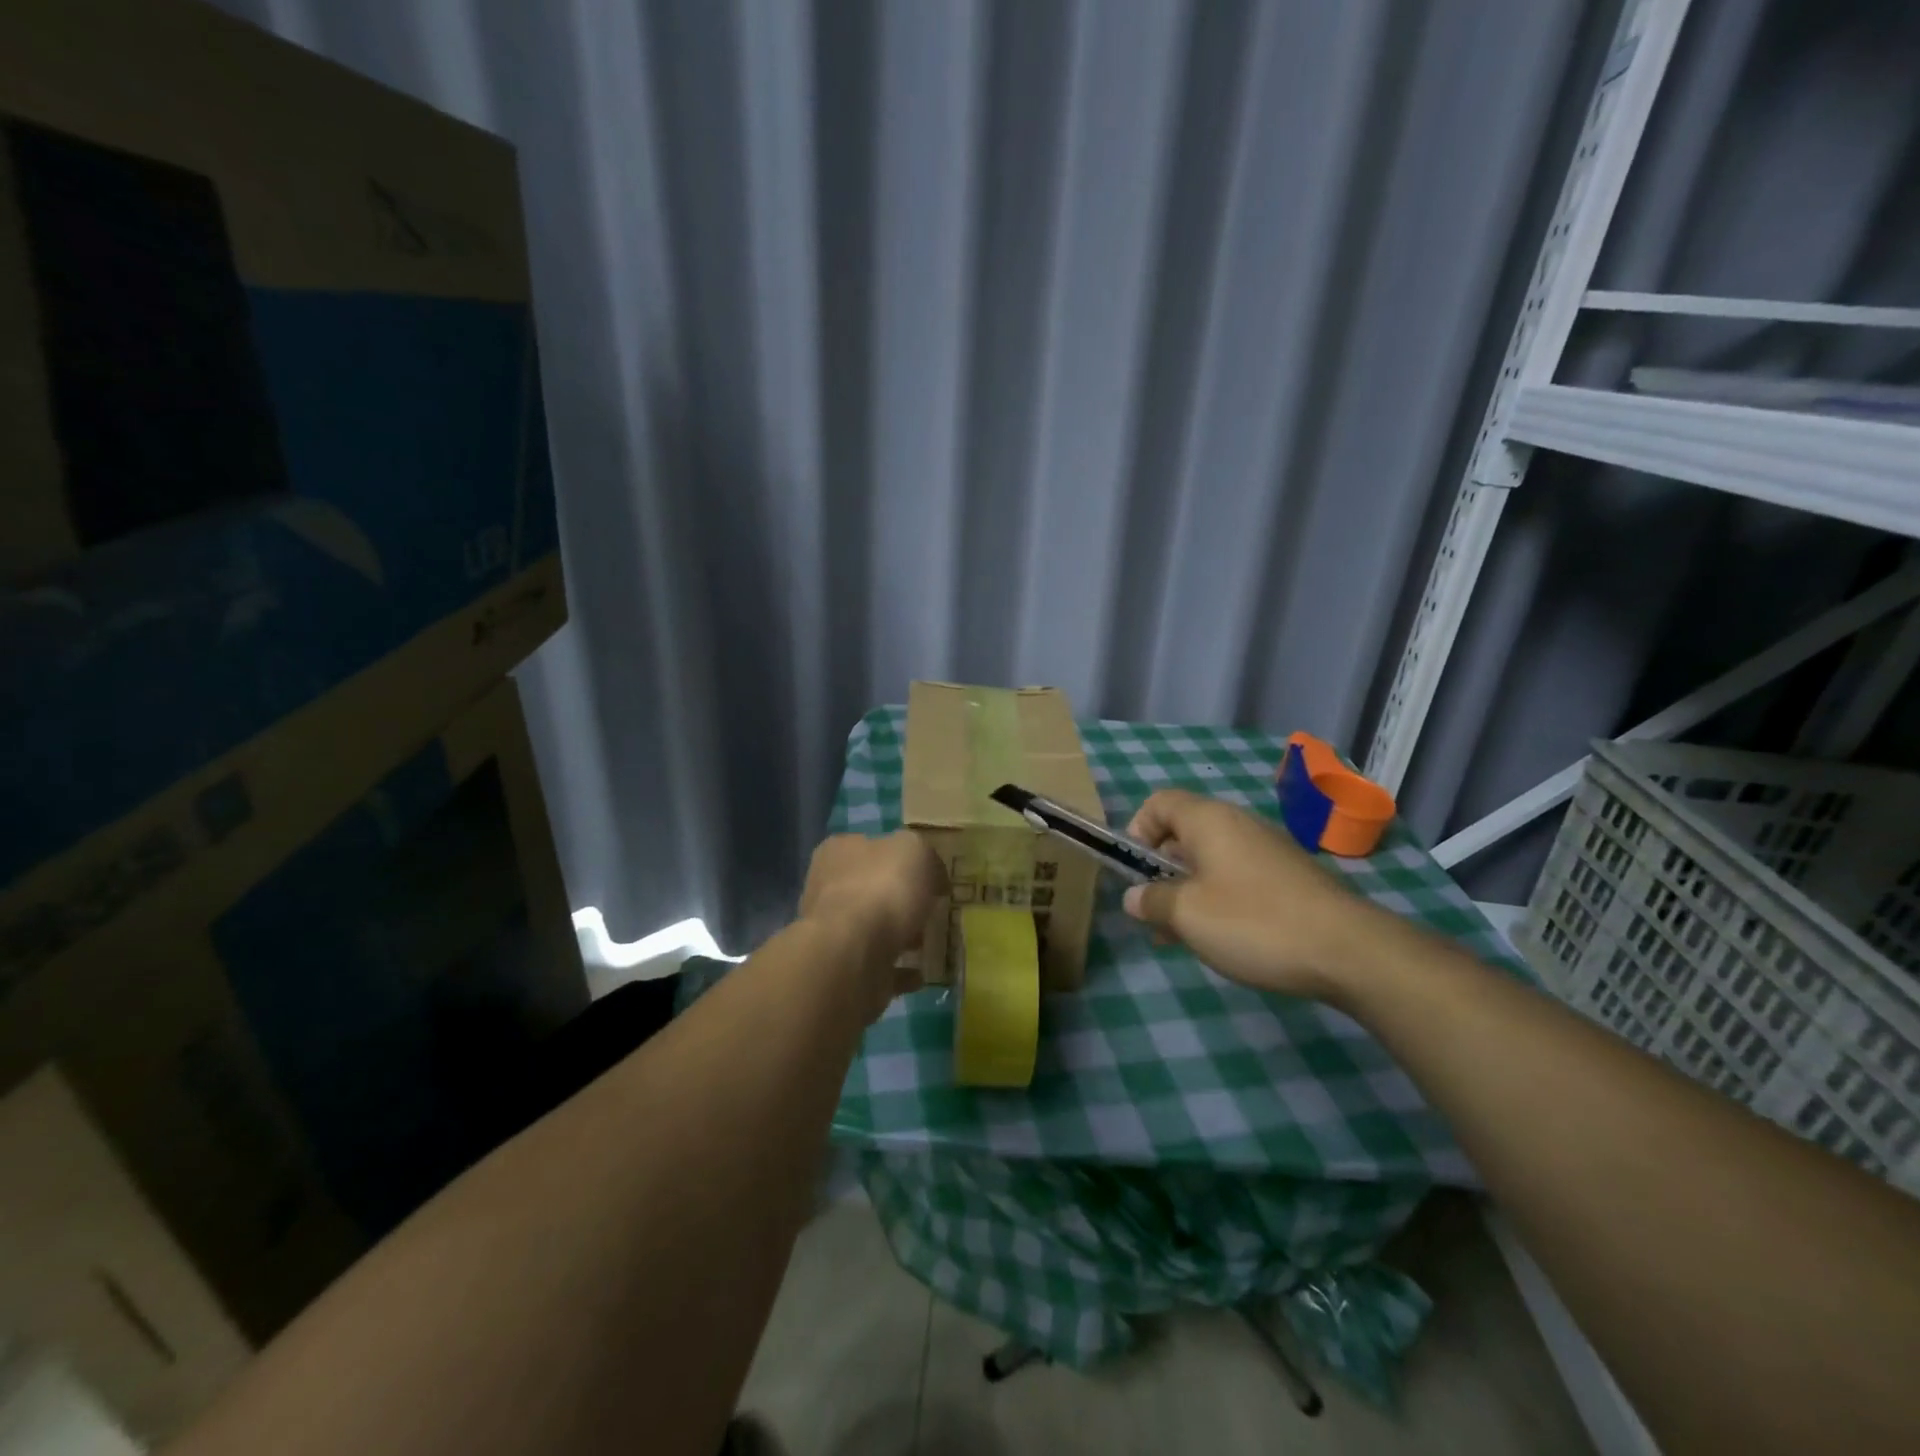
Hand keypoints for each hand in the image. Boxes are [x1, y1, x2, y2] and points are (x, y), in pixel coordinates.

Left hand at [799, 831, 944, 1017]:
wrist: (852, 954)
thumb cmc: (882, 889)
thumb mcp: (915, 851)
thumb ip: (925, 855)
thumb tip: (931, 873)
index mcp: (839, 851)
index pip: (870, 846)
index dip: (900, 856)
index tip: (928, 873)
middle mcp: (828, 887)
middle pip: (870, 888)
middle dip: (900, 899)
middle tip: (931, 908)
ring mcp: (833, 931)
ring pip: (873, 928)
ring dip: (900, 935)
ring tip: (928, 943)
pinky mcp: (843, 968)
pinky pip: (878, 966)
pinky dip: (899, 970)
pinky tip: (920, 973)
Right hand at [1121, 789, 1387, 999]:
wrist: (1348, 950)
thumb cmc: (1253, 922)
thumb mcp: (1187, 914)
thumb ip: (1152, 901)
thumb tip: (1134, 897)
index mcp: (1208, 820)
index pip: (1159, 802)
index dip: (1137, 830)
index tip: (1134, 871)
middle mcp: (1237, 825)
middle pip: (1184, 832)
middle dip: (1160, 870)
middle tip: (1153, 911)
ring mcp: (1267, 850)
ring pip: (1210, 861)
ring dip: (1187, 890)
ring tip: (1179, 935)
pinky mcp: (1288, 878)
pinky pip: (1237, 878)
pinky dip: (1218, 899)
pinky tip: (1219, 939)